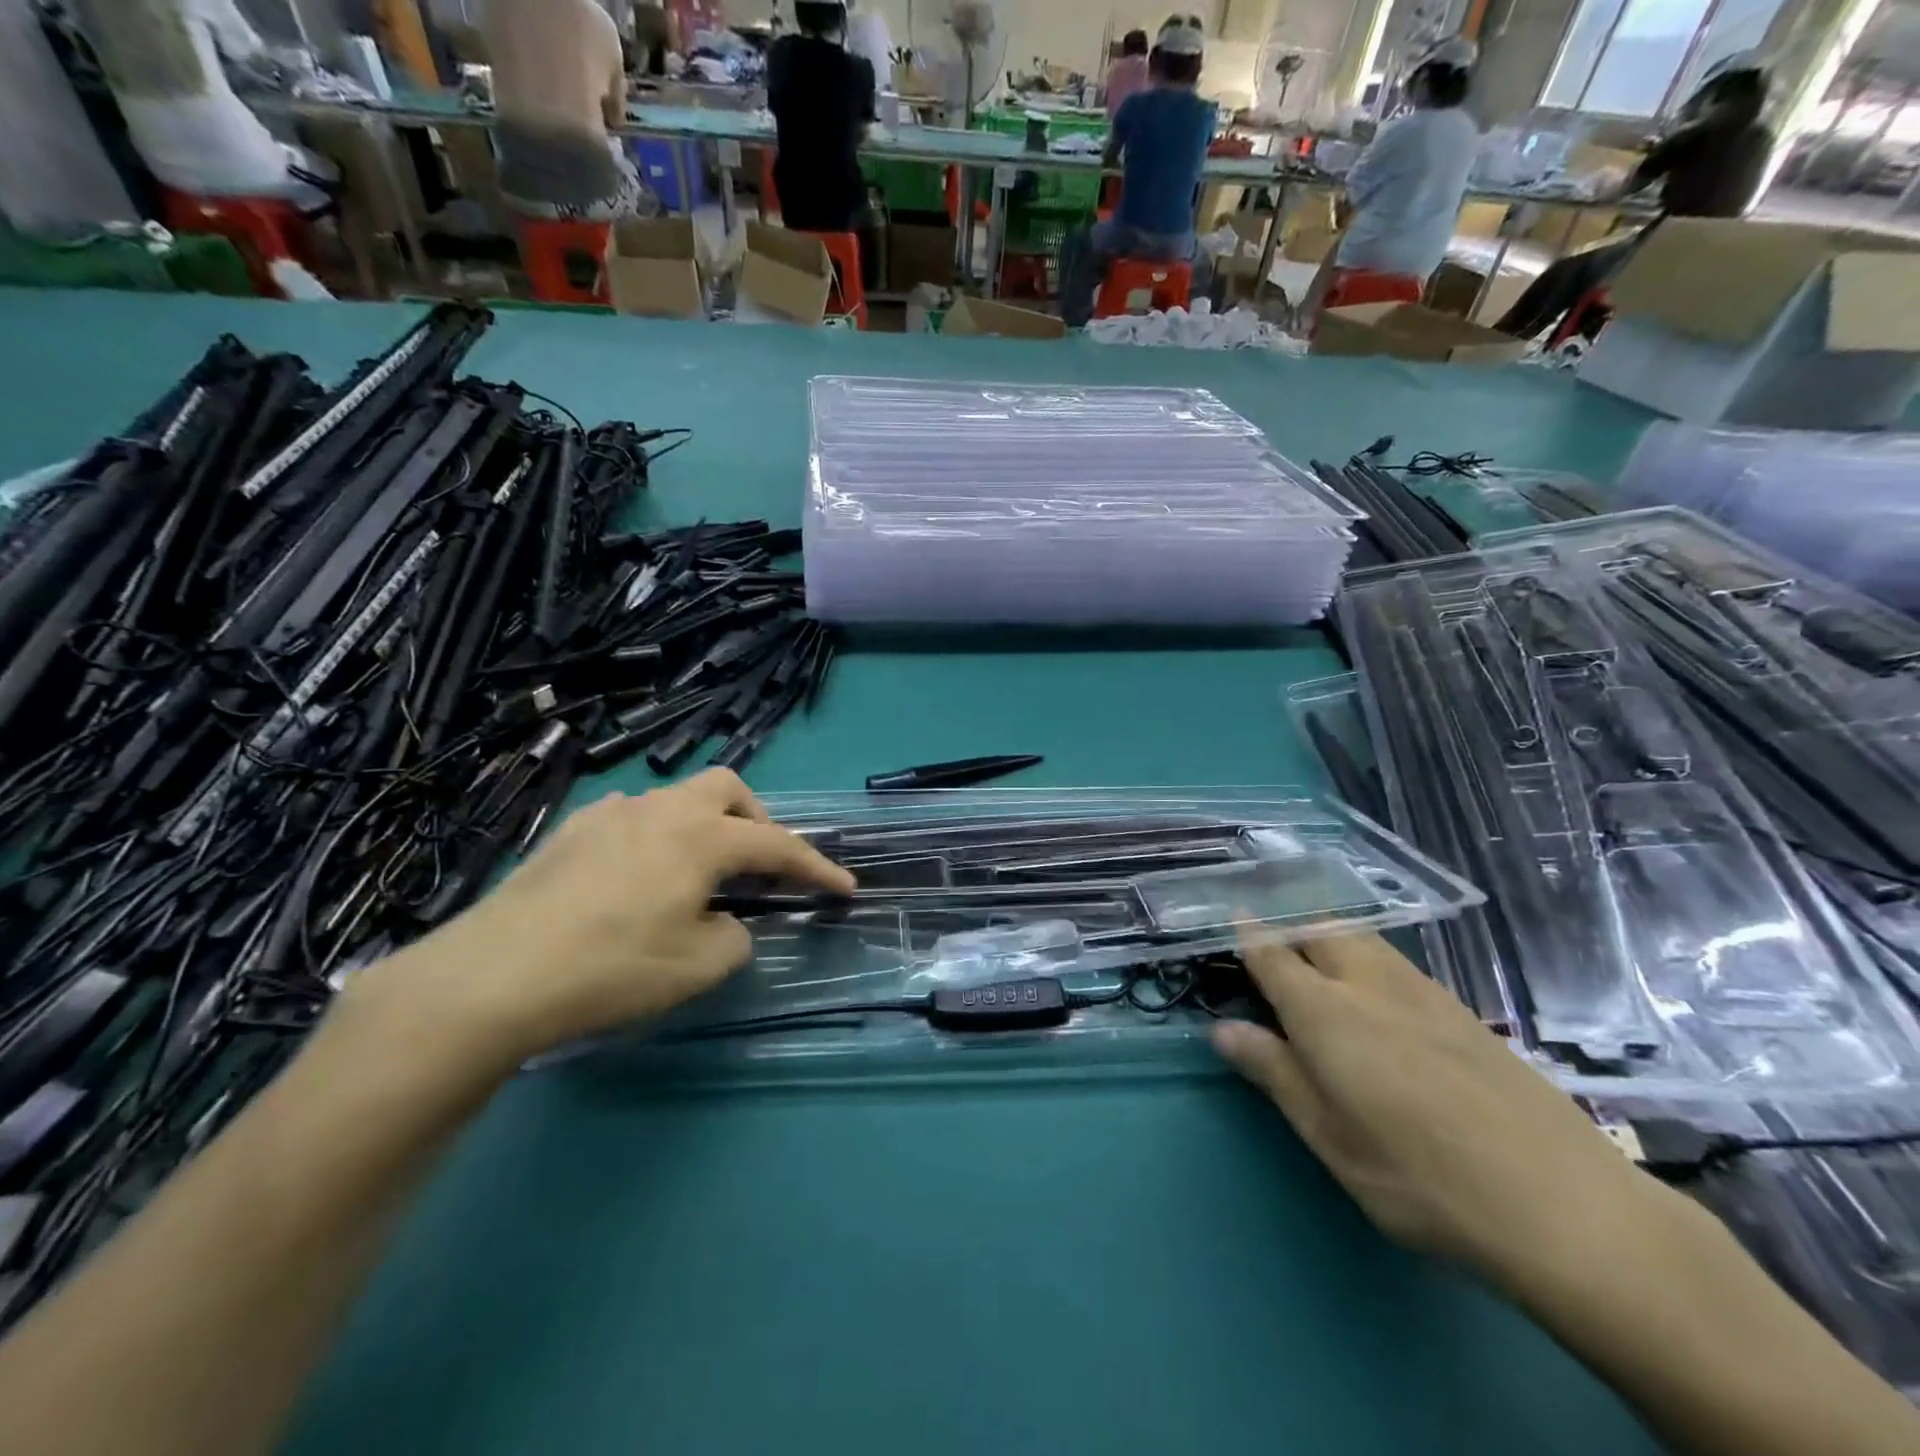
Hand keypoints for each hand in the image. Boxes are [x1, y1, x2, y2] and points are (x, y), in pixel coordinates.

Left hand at [381, 770, 855, 1060]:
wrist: (492, 977)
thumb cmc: (611, 969)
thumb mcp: (697, 967)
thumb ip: (733, 938)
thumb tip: (724, 922)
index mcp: (701, 837)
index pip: (777, 846)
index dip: (816, 867)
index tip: (845, 888)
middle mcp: (660, 811)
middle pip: (727, 789)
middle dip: (755, 822)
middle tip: (758, 866)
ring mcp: (609, 815)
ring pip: (675, 798)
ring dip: (702, 826)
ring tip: (696, 873)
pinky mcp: (568, 831)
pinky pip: (630, 816)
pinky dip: (655, 835)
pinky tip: (637, 873)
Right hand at [1213, 932, 1663, 1294]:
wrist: (1567, 1206)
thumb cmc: (1423, 1180)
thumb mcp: (1331, 1139)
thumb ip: (1275, 1074)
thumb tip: (1223, 1029)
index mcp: (1326, 1012)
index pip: (1272, 954)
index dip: (1247, 933)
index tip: (1229, 917)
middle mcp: (1369, 985)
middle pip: (1320, 929)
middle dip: (1290, 924)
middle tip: (1270, 941)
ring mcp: (1423, 993)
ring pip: (1362, 939)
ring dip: (1329, 935)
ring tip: (1315, 956)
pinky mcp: (1463, 1012)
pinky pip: (1397, 963)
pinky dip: (1368, 957)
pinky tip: (1377, 992)